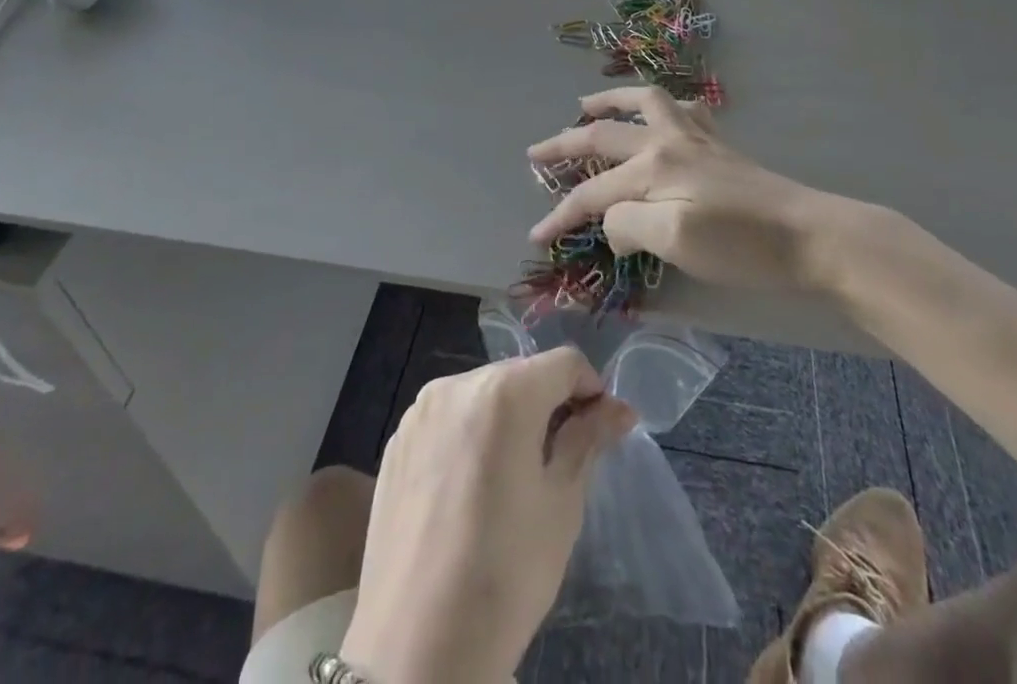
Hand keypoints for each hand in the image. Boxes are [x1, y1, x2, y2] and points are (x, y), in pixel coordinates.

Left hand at [342, 349, 632, 683]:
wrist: (414, 653)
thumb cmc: (505, 575)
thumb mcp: (561, 505)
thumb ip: (587, 440)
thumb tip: (619, 409)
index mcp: (505, 393)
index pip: (564, 363)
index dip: (590, 390)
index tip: (600, 431)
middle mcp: (458, 384)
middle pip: (521, 374)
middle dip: (549, 403)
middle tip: (562, 459)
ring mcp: (420, 411)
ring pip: (483, 394)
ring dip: (509, 418)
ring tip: (515, 478)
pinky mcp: (396, 441)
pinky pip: (449, 419)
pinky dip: (471, 435)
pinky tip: (471, 490)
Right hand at [526, 86, 865, 291]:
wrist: (809, 235)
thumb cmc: (741, 245)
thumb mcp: (676, 242)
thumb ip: (629, 224)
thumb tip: (611, 219)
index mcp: (652, 168)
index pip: (592, 192)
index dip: (560, 214)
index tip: (535, 236)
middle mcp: (667, 142)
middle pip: (604, 136)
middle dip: (565, 144)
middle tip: (536, 151)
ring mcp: (695, 138)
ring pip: (644, 104)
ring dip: (610, 101)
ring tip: (587, 105)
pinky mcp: (718, 146)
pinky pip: (683, 110)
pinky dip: (663, 106)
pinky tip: (663, 114)